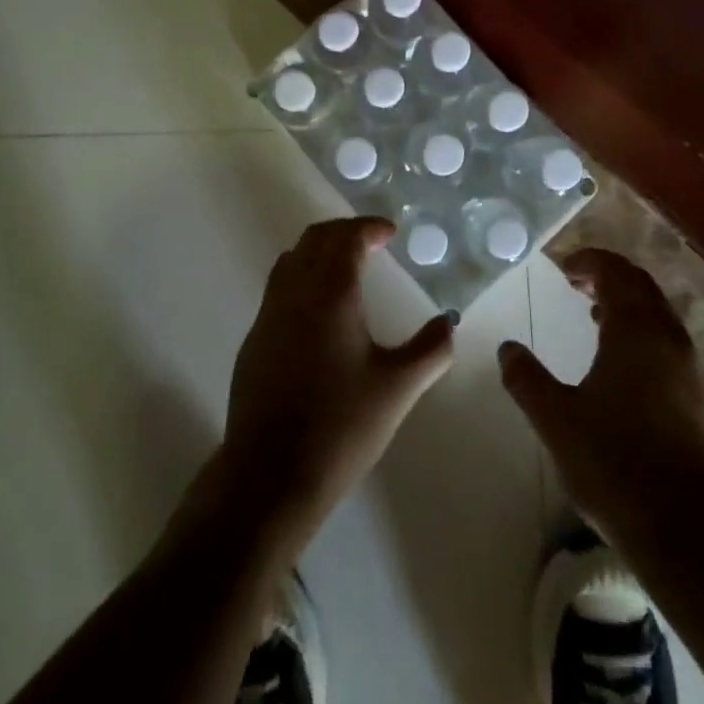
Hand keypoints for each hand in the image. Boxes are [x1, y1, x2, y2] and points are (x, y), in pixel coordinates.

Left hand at [218, 217, 455, 544]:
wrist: (270, 474)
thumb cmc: (340, 425)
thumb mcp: (397, 388)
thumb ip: (430, 349)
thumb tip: (449, 322)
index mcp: (330, 292)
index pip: (347, 238)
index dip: (369, 228)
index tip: (390, 232)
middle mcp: (294, 292)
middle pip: (315, 238)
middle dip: (344, 232)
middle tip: (371, 242)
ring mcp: (268, 314)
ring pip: (291, 259)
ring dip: (318, 251)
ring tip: (346, 267)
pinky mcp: (254, 339)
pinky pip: (279, 288)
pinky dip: (302, 277)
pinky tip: (319, 311)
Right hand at [499, 248, 703, 546]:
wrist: (692, 536)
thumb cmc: (616, 465)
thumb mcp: (557, 420)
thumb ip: (527, 380)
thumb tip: (507, 349)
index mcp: (636, 331)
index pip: (616, 272)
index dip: (589, 261)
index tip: (564, 267)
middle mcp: (670, 340)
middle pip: (642, 288)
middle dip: (610, 277)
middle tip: (578, 283)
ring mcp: (694, 372)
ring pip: (660, 317)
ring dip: (629, 307)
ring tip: (596, 317)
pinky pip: (671, 346)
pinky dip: (645, 336)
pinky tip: (625, 369)